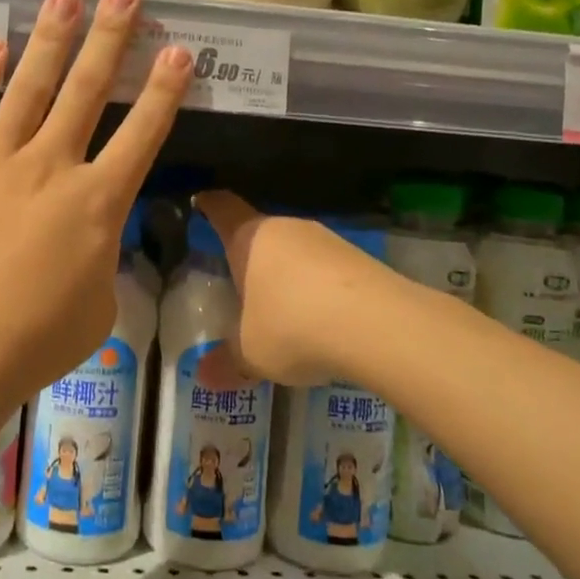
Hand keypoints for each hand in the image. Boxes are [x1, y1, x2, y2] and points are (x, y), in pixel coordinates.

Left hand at [0, 0, 192, 402]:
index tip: (178, 49)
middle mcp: (51, 167)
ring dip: (50, 40)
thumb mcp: (97, 307)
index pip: (142, 134)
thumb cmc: (35, 341)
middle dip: (110, 37)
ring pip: (28, 88)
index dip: (163, 90)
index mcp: (97, 203)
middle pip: (86, 91)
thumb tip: (90, 239)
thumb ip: (100, 260)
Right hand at [195, 191, 406, 385]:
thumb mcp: (251, 353)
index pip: (222, 208)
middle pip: (260, 232)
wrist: (379, 324)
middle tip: (240, 284)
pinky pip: (326, 269)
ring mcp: (326, 240)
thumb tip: (203, 376)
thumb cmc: (293, 326)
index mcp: (249, 238)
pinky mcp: (360, 258)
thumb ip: (226, 363)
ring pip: (296, 251)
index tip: (200, 202)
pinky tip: (322, 321)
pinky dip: (319, 289)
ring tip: (283, 312)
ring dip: (287, 275)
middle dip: (250, 255)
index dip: (209, 205)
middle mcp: (286, 228)